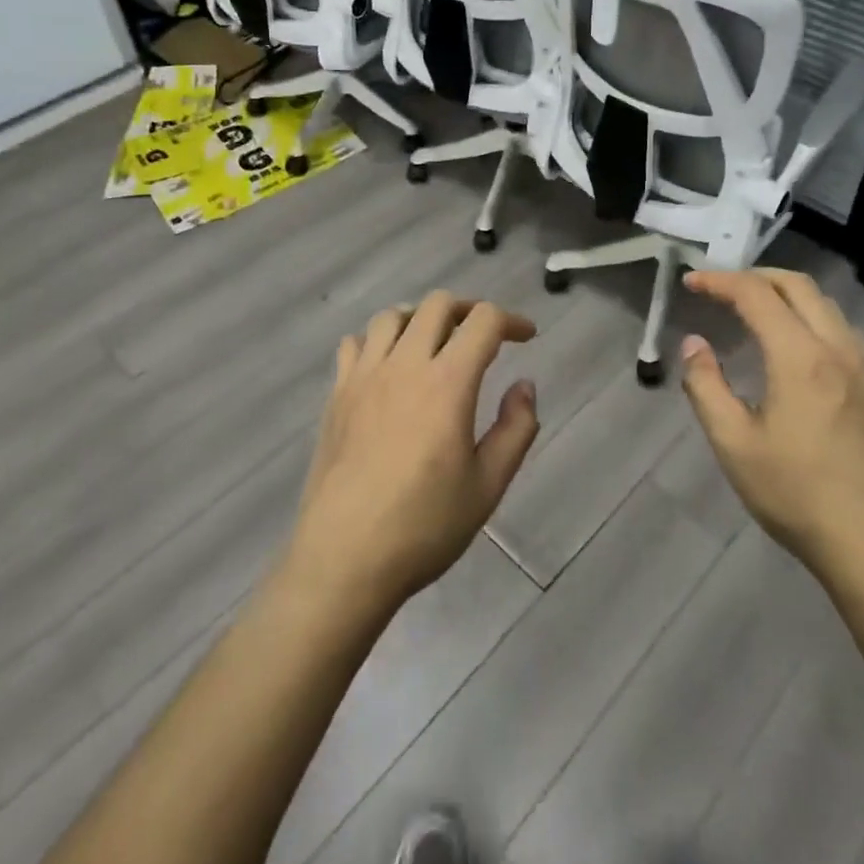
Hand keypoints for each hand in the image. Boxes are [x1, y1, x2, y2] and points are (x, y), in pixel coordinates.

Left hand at [281, 292, 540, 620]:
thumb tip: (524, 385)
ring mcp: (364, 377)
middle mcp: (404, 365)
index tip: (526, 337)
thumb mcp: (488, 485)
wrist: (344, 559)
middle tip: (484, 336)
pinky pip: (355, 344)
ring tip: (435, 344)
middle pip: (437, 304)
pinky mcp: (336, 395)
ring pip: (392, 316)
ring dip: (421, 319)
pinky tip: (388, 368)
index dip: (511, 320)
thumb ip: (515, 428)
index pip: (483, 321)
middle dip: (469, 310)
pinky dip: (378, 341)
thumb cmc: (424, 526)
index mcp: (447, 383)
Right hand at [680, 268, 863, 576]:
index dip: (720, 281)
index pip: (756, 294)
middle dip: (754, 276)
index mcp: (800, 356)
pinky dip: (807, 313)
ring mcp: (861, 364)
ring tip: (750, 308)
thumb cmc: (795, 492)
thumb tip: (694, 344)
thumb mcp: (733, 443)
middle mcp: (836, 347)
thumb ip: (706, 386)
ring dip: (783, 292)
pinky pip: (838, 325)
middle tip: (719, 288)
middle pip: (796, 285)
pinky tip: (791, 341)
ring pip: (823, 302)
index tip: (690, 282)